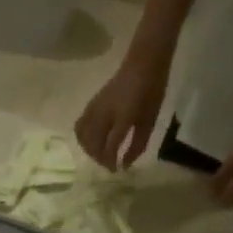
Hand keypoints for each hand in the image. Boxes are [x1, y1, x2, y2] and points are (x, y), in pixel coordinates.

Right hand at [75, 54, 169, 171]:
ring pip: (83, 136)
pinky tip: (91, 142)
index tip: (117, 170)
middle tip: (109, 164)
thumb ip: (138, 144)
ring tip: (100, 154)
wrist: (143, 62)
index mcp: (124, 116)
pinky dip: (83, 138)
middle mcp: (105, 113)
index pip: (110, 145)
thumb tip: (125, 165)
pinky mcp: (91, 104)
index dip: (111, 161)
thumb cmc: (152, 91)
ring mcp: (96, 107)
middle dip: (100, 158)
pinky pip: (80, 125)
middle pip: (93, 143)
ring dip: (89, 149)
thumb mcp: (150, 120)